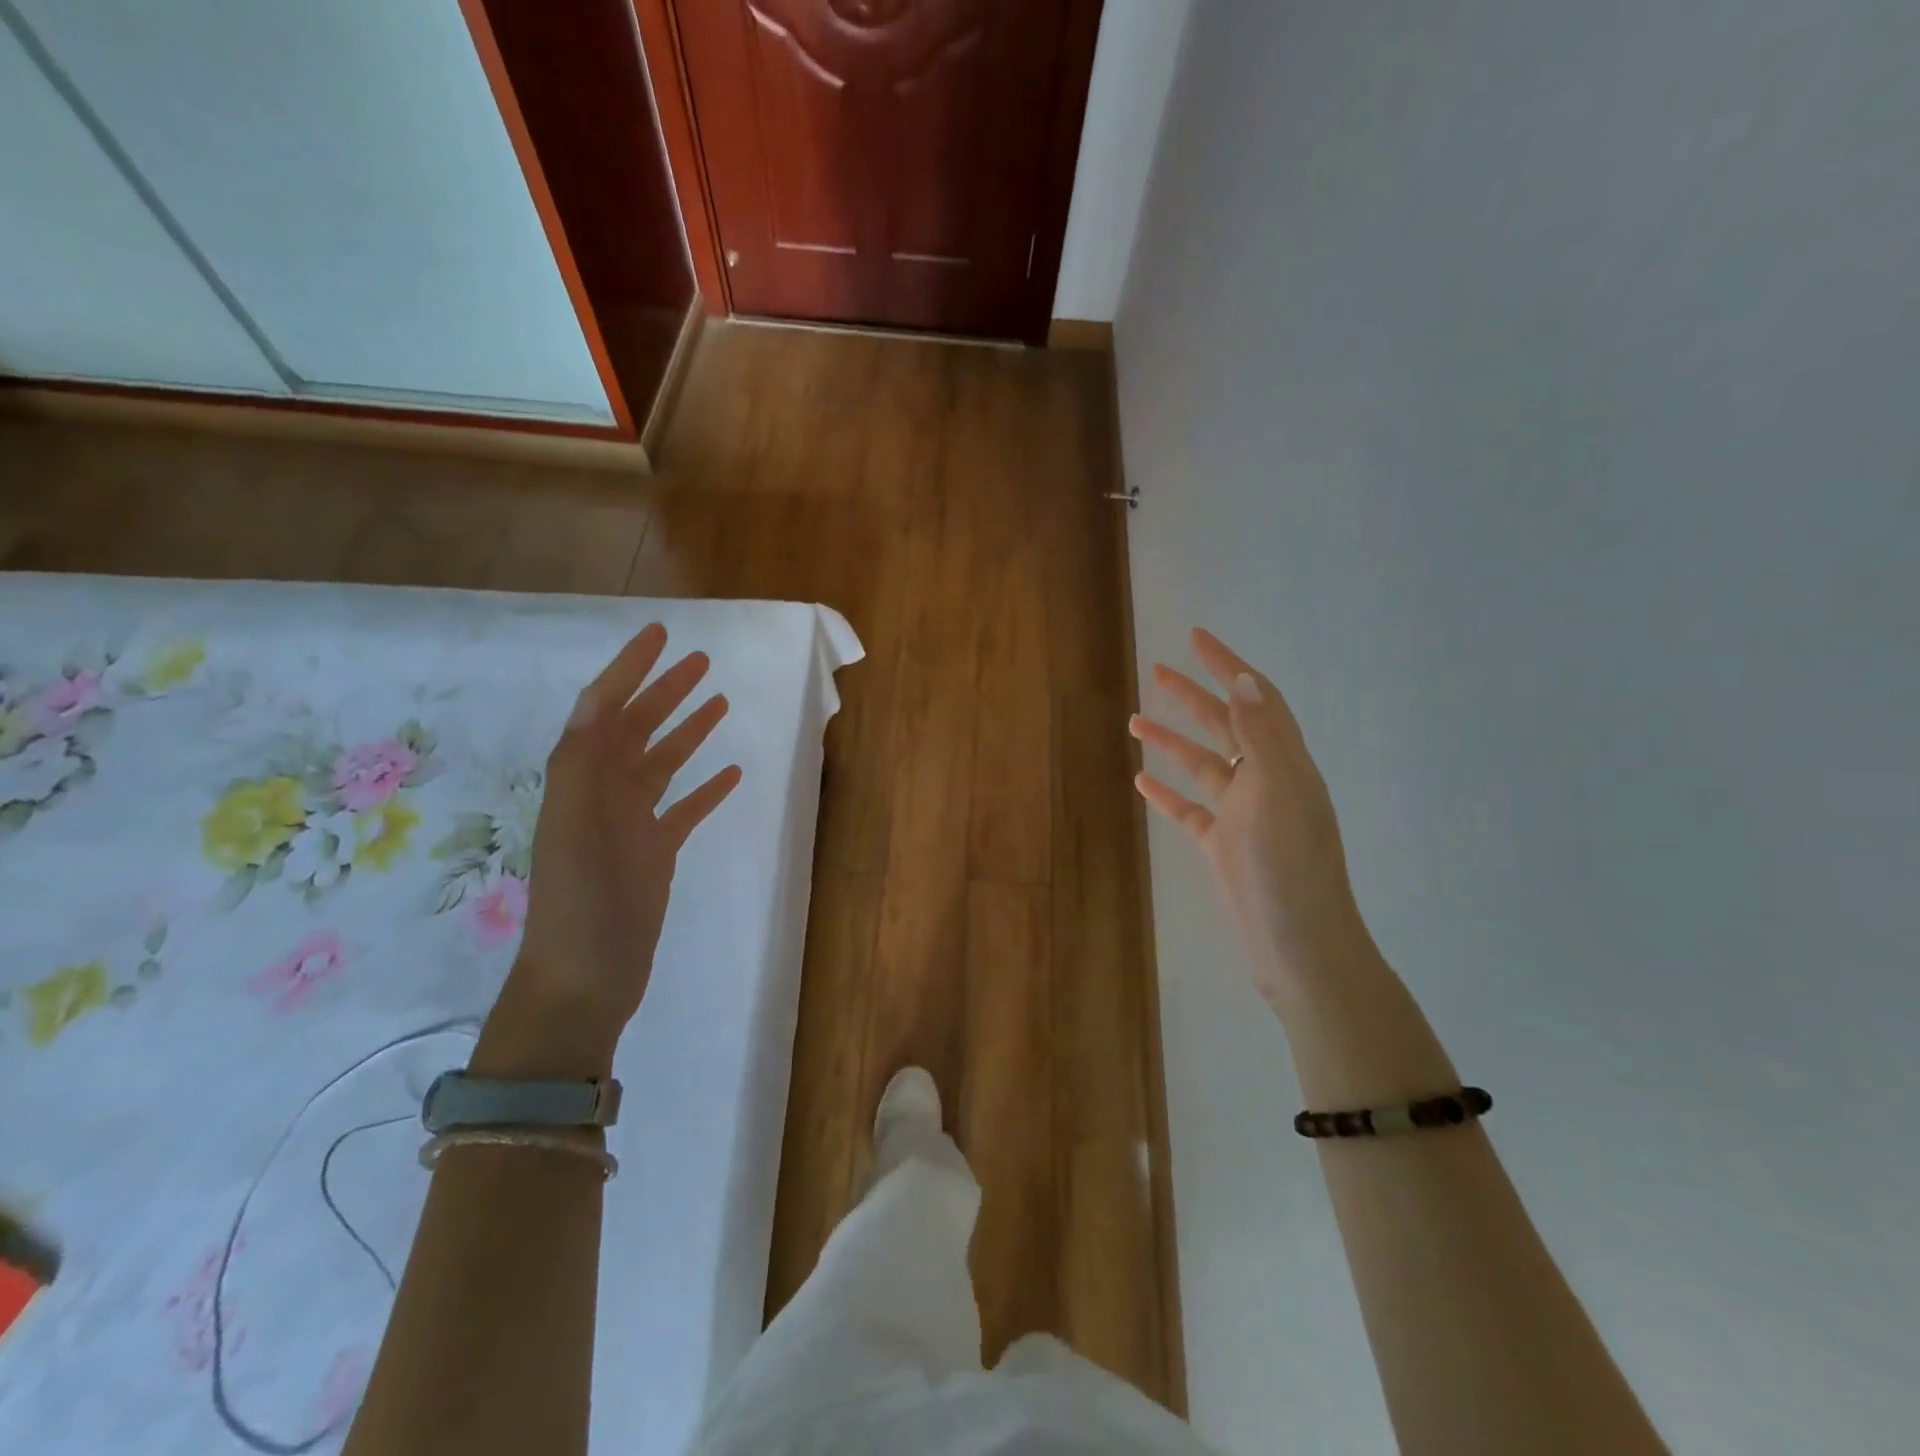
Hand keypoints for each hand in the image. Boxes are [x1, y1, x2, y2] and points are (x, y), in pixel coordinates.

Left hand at [482, 625, 740, 1075]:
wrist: (585, 977)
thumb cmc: (579, 901)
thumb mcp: (571, 826)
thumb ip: (582, 764)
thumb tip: (600, 703)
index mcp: (581, 779)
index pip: (604, 709)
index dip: (629, 669)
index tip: (661, 635)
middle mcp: (604, 792)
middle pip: (637, 729)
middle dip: (665, 691)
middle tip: (701, 661)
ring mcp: (632, 822)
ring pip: (663, 763)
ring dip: (687, 730)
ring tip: (719, 701)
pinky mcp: (656, 852)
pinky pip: (685, 808)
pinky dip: (706, 788)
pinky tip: (731, 773)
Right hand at [1131, 628, 1371, 1012]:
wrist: (1298, 946)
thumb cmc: (1289, 868)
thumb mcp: (1277, 793)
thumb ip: (1261, 735)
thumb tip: (1243, 678)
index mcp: (1285, 764)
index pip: (1255, 700)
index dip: (1227, 666)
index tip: (1195, 638)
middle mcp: (1265, 782)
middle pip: (1225, 726)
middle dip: (1193, 696)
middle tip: (1158, 671)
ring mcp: (1242, 816)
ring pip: (1202, 766)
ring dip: (1172, 742)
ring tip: (1135, 721)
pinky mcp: (1223, 846)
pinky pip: (1189, 809)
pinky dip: (1166, 792)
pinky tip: (1141, 780)